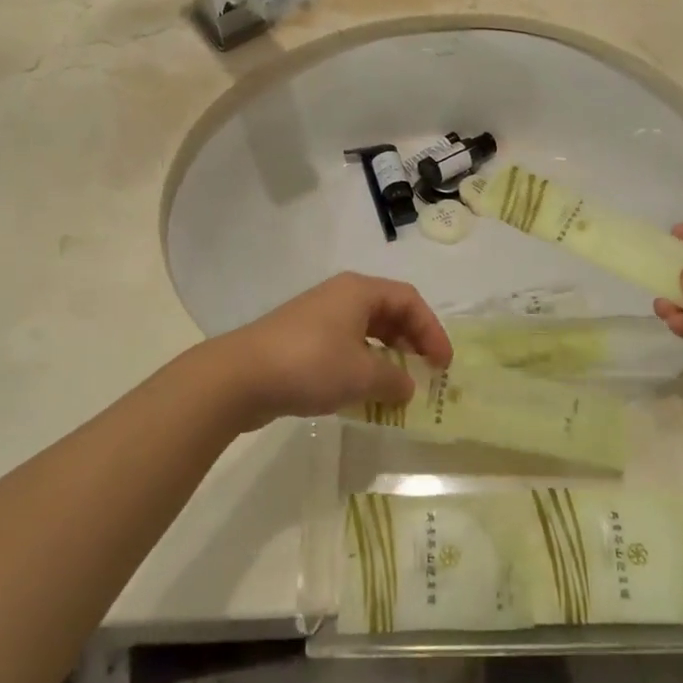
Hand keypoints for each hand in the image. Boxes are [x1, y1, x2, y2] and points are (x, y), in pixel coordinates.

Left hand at [212, 273, 452, 429]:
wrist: (240, 377)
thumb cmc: (310, 365)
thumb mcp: (361, 375)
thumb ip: (393, 380)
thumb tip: (408, 386)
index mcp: (359, 291)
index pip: (409, 301)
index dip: (432, 330)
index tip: (443, 365)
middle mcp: (340, 296)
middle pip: (388, 312)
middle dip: (411, 341)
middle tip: (425, 371)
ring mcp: (318, 317)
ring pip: (366, 330)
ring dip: (387, 356)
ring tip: (398, 384)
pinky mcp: (301, 339)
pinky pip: (345, 345)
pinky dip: (362, 364)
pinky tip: (363, 391)